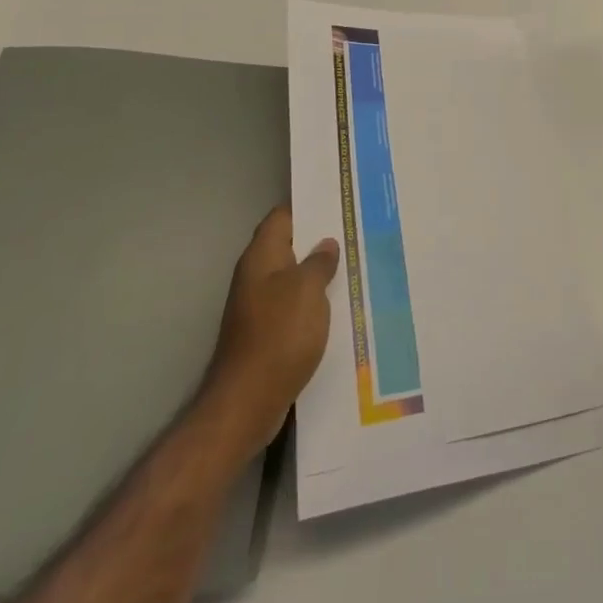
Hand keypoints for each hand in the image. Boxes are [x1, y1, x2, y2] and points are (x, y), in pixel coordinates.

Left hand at [204, 206, 339, 440]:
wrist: (247, 403)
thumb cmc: (279, 335)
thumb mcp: (308, 290)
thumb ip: (319, 262)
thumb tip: (326, 244)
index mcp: (261, 257)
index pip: (282, 216)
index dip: (308, 205)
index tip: (339, 200)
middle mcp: (255, 276)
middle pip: (289, 245)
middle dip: (319, 239)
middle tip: (356, 230)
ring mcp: (258, 306)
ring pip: (293, 277)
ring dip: (319, 272)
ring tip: (354, 263)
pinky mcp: (265, 333)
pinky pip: (293, 305)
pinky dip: (314, 301)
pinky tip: (339, 304)